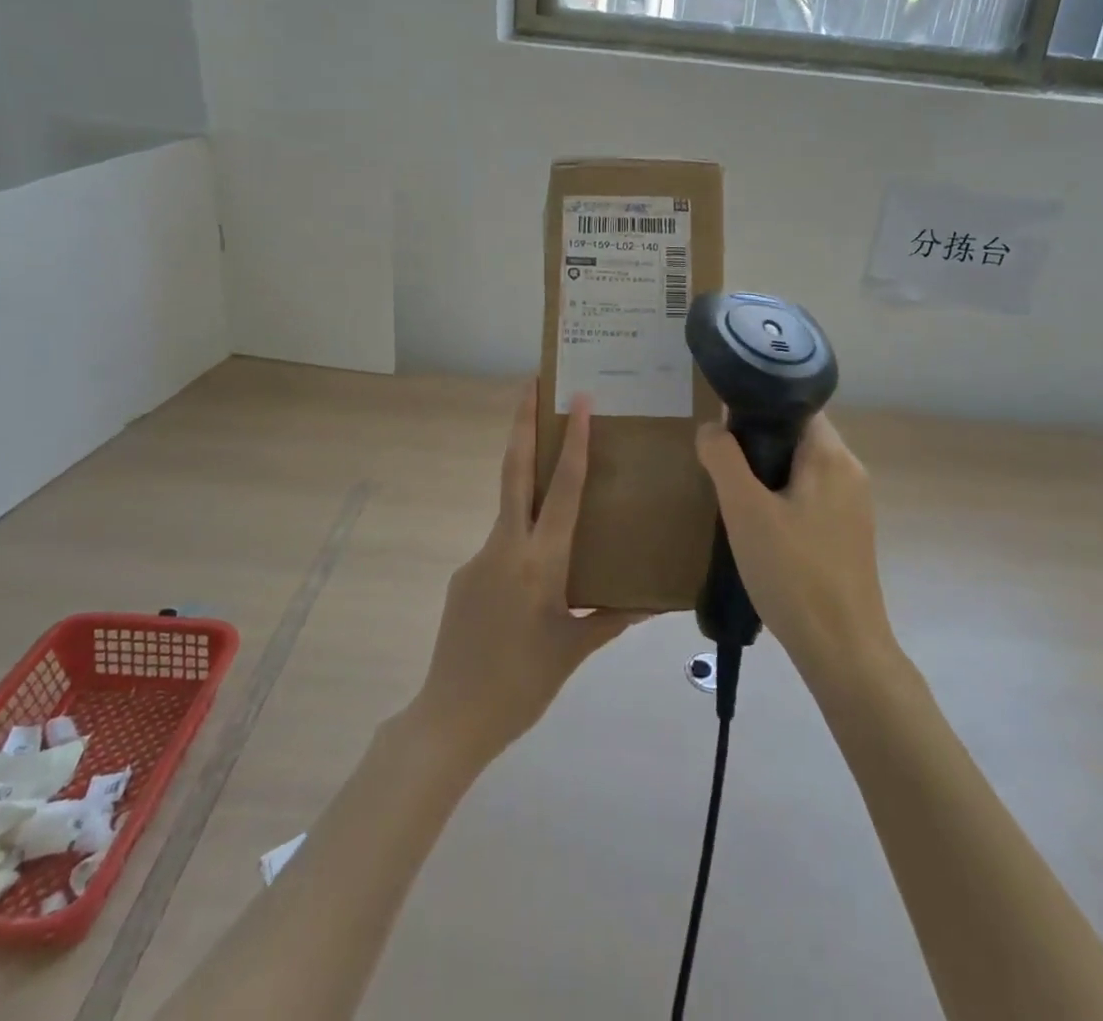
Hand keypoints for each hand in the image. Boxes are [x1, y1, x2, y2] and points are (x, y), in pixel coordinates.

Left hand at [412, 383, 642, 762]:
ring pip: (510, 510)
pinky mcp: (464, 575)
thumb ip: (611, 620)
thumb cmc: (522, 685)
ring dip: (527, 484)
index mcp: (540, 563)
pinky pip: (501, 547)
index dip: (572, 442)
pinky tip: (533, 579)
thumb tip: (652, 602)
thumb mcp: (574, 651)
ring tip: (553, 486)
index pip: (561, 490)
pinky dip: (521, 543)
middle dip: (521, 423)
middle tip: (530, 384)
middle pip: (514, 471)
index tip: (576, 400)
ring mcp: (478, 558)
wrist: (450, 719)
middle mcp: (505, 548)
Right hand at [695, 414, 889, 674]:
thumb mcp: (745, 511)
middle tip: (722, 464)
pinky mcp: (849, 533)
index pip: (795, 406)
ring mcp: (853, 504)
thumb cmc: (792, 572)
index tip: (724, 426)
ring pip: (803, 468)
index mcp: (831, 455)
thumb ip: (724, 460)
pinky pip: (811, 496)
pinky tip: (761, 526)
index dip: (758, 408)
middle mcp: (849, 471)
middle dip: (758, 444)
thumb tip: (711, 427)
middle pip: (798, 436)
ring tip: (735, 496)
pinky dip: (784, 498)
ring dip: (769, 474)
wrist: (842, 648)